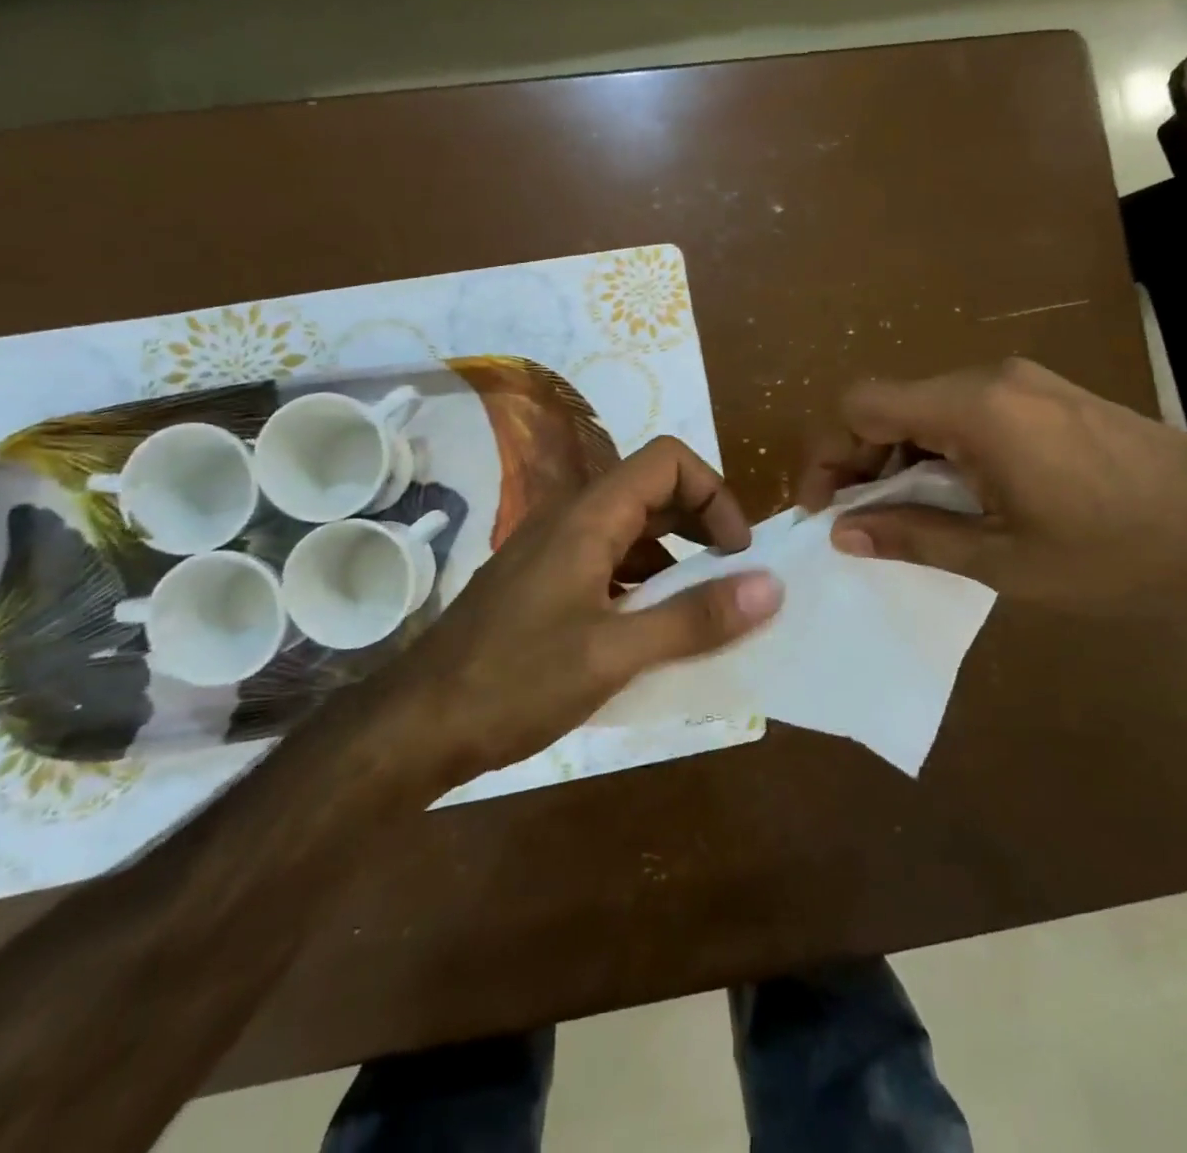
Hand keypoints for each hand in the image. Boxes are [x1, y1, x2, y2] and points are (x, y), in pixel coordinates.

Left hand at [390, 437, 783, 784]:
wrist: (415, 726)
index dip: (714, 493)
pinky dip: (643, 585)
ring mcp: (551, 552)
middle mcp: (569, 519)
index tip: (737, 553)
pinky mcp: (541, 585)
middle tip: (731, 580)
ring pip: (629, 531)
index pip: (667, 460)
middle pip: (651, 490)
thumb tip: (771, 586)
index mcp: (587, 517)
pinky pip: (606, 564)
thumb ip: (694, 619)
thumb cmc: (515, 682)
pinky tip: (651, 633)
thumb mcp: (615, 654)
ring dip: (674, 559)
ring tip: (701, 612)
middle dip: (702, 525)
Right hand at [798, 359, 1186, 624]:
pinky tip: (957, 497)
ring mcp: (1023, 383)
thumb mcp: (1003, 560)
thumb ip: (913, 537)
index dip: (828, 454)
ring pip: (926, 409)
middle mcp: (989, 378)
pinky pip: (966, 414)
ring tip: (906, 518)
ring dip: (900, 459)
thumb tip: (842, 533)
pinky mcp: (1047, 396)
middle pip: (889, 404)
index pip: (860, 405)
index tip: (824, 509)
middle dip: (859, 461)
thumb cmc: (1117, 553)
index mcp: (972, 409)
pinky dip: (940, 452)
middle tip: (858, 522)